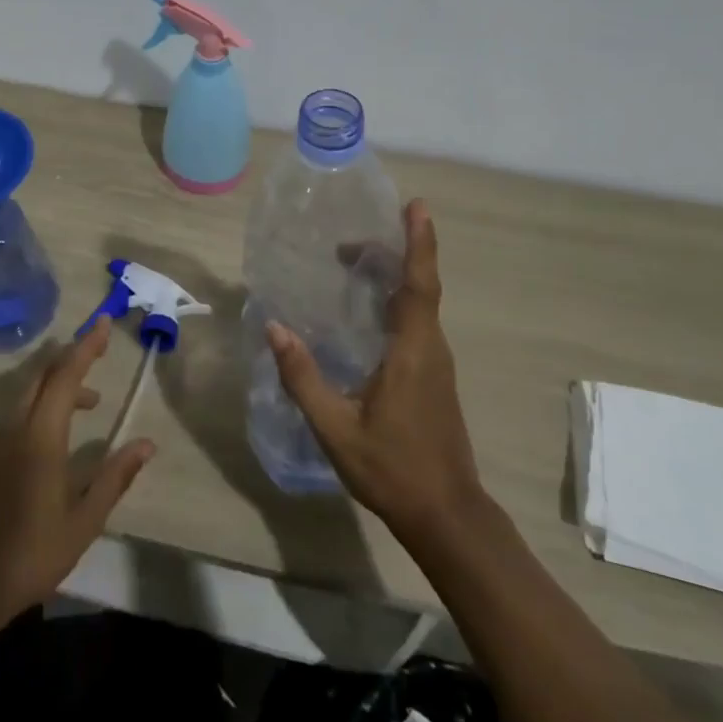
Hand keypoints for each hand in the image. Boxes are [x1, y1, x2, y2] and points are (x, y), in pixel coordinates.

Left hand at [0, 319, 155, 635]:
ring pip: (28, 394)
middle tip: (99, 351)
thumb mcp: (84, 522)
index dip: (86, 346)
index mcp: (41, 438)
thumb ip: (114, 477)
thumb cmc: (31, 555)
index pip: (65, 376)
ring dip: (58, 386)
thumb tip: (147, 444)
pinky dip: (40, 406)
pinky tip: (54, 435)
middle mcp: (14, 428)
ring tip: (89, 404)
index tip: (103, 323)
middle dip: (72, 357)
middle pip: (43, 375)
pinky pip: (15, 414)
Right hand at [266, 199, 480, 543]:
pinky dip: (396, 301)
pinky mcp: (434, 377)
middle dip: (394, 252)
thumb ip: (303, 378)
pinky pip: (417, 323)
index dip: (419, 243)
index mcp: (413, 351)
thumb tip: (275, 327)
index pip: (420, 285)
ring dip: (393, 276)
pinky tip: (368, 311)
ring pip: (420, 305)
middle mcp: (432, 348)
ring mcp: (437, 363)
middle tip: (351, 240)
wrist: (447, 515)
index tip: (416, 206)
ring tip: (354, 263)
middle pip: (419, 286)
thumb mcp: (336, 429)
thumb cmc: (393, 469)